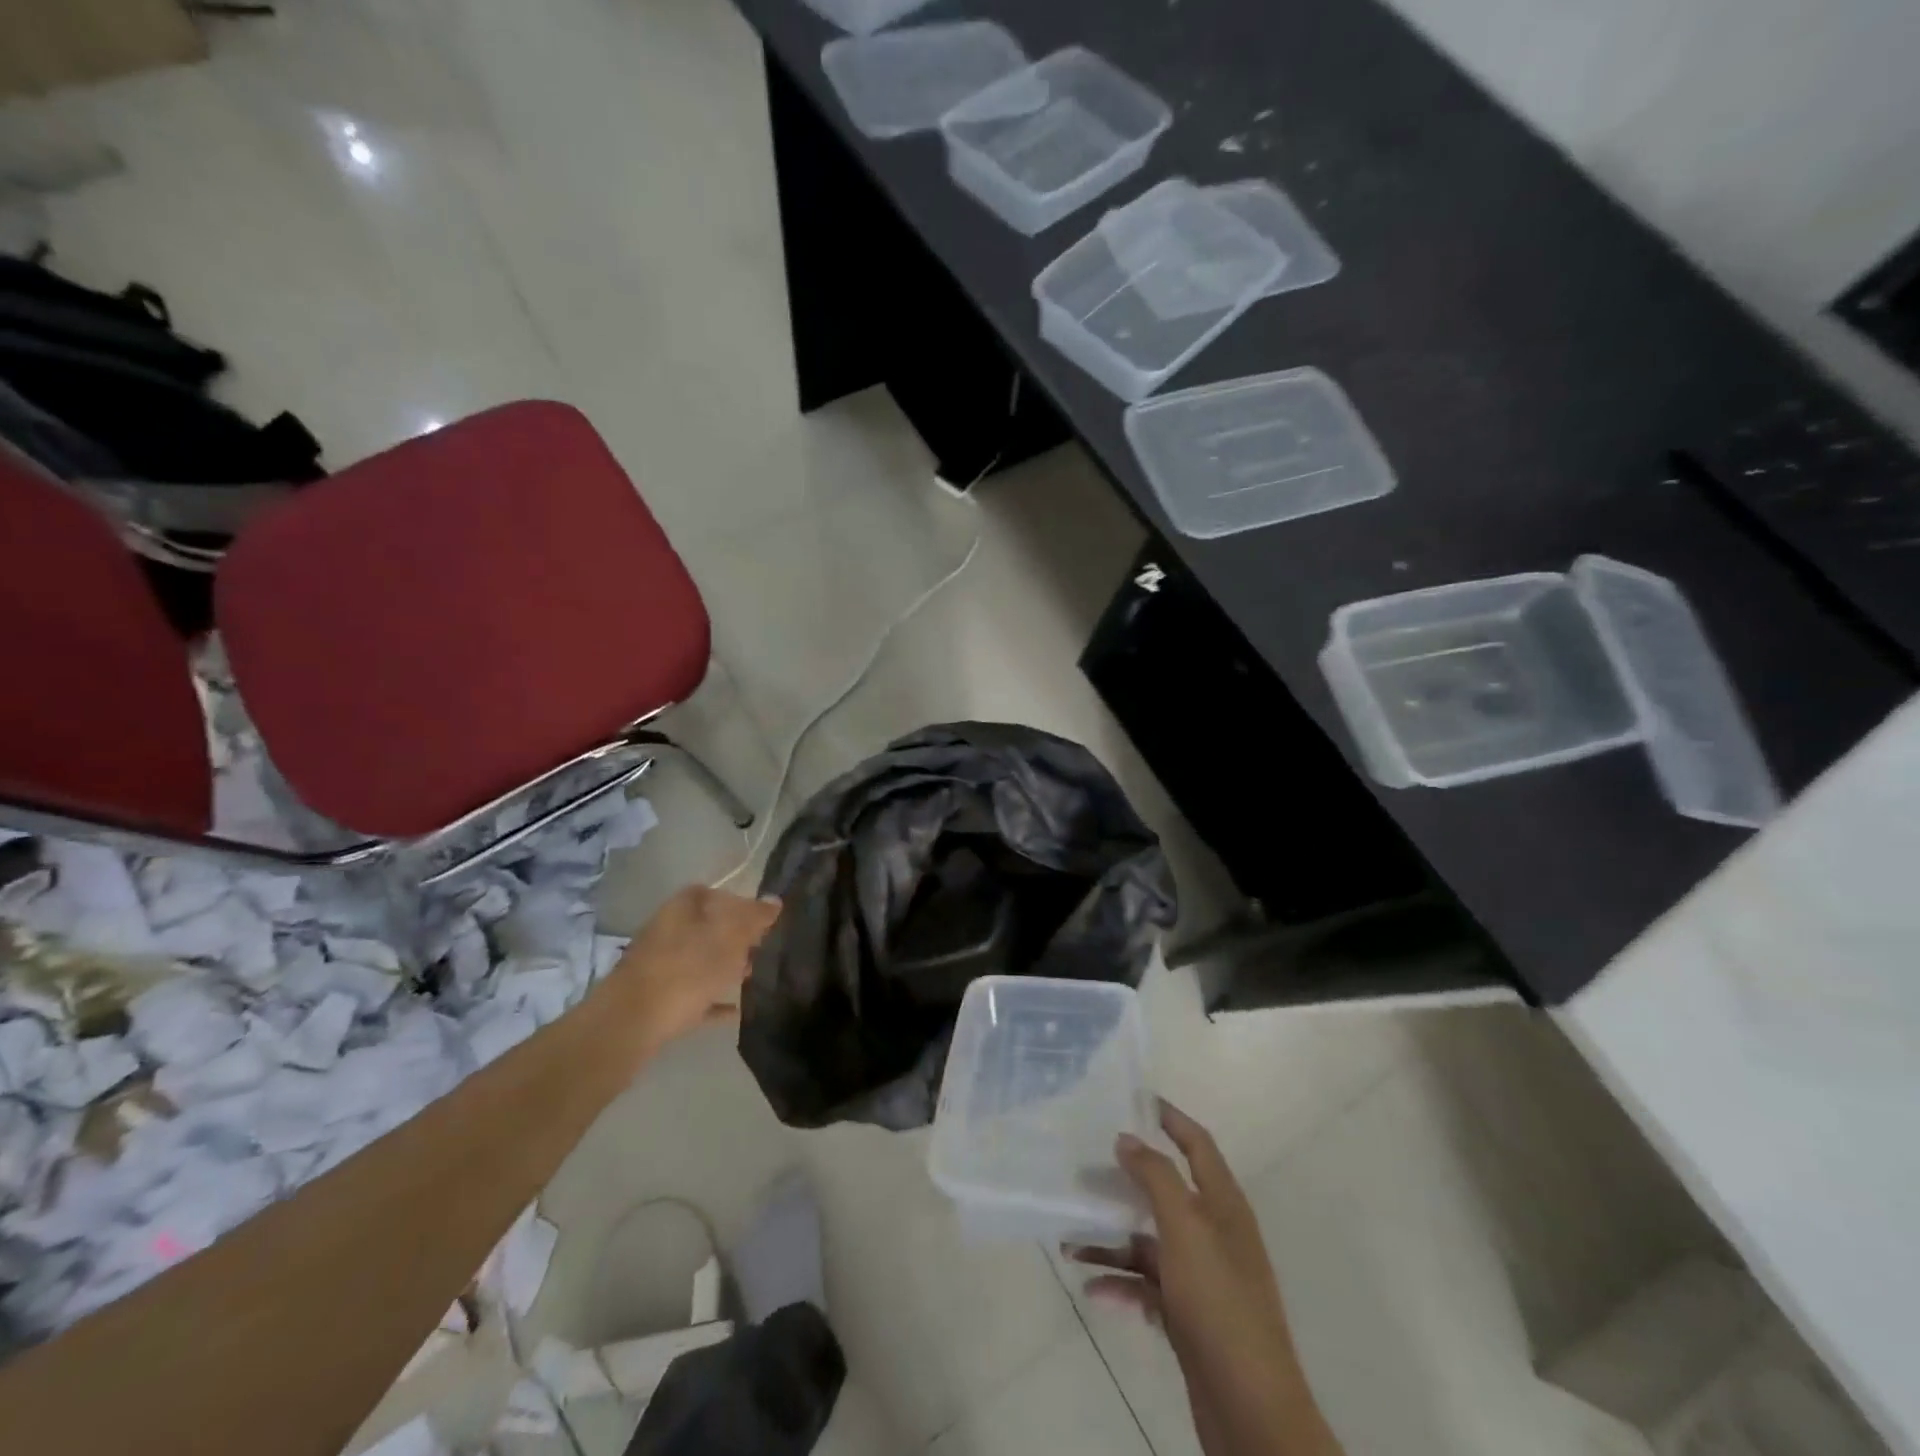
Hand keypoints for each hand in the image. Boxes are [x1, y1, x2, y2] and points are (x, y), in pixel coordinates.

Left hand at [607, 886, 780, 1050]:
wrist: (631, 1023)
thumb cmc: (687, 970)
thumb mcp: (730, 938)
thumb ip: (754, 918)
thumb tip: (775, 901)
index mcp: (681, 908)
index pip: (713, 893)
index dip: (738, 903)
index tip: (761, 920)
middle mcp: (666, 930)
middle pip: (705, 927)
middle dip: (733, 938)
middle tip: (761, 949)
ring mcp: (658, 966)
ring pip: (698, 960)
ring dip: (723, 968)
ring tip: (751, 978)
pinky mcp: (656, 1000)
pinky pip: (692, 994)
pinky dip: (712, 999)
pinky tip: (734, 1011)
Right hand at [1071, 1101, 1341, 1455]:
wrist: (1252, 1412)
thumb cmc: (1219, 1303)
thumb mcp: (1185, 1229)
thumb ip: (1155, 1178)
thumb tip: (1127, 1138)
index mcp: (1223, 1205)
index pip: (1197, 1144)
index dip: (1169, 1118)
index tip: (1134, 1098)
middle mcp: (1214, 1234)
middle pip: (1165, 1191)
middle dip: (1125, 1180)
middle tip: (1083, 1168)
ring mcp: (1202, 1278)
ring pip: (1149, 1242)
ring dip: (1111, 1238)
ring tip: (1068, 1238)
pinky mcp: (1189, 1317)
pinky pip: (1147, 1286)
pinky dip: (1121, 1283)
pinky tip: (1092, 1287)